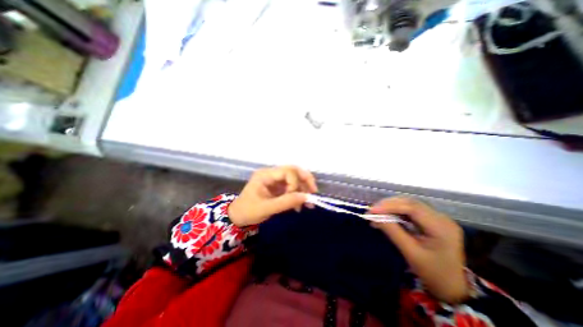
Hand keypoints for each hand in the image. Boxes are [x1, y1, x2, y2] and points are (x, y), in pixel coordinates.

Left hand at [229, 166, 317, 227]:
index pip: (287, 171)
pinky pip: (291, 187)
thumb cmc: (248, 211)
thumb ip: (286, 202)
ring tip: (309, 203)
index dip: (295, 183)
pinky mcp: (277, 187)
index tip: (294, 197)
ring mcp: (275, 180)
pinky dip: (298, 194)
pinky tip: (301, 205)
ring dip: (303, 188)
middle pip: (293, 170)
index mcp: (266, 174)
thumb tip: (306, 197)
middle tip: (313, 192)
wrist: (238, 217)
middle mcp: (272, 173)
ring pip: (294, 178)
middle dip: (305, 180)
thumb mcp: (266, 208)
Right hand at [371, 196, 467, 303]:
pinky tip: (386, 215)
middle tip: (372, 210)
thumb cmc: (431, 272)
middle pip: (411, 203)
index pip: (412, 208)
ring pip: (409, 204)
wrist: (451, 286)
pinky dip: (396, 211)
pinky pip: (411, 210)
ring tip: (376, 212)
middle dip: (389, 204)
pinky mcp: (432, 219)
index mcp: (441, 228)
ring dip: (391, 206)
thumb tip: (374, 217)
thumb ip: (392, 231)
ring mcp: (438, 217)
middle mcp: (442, 218)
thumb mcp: (410, 252)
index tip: (372, 210)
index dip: (390, 206)